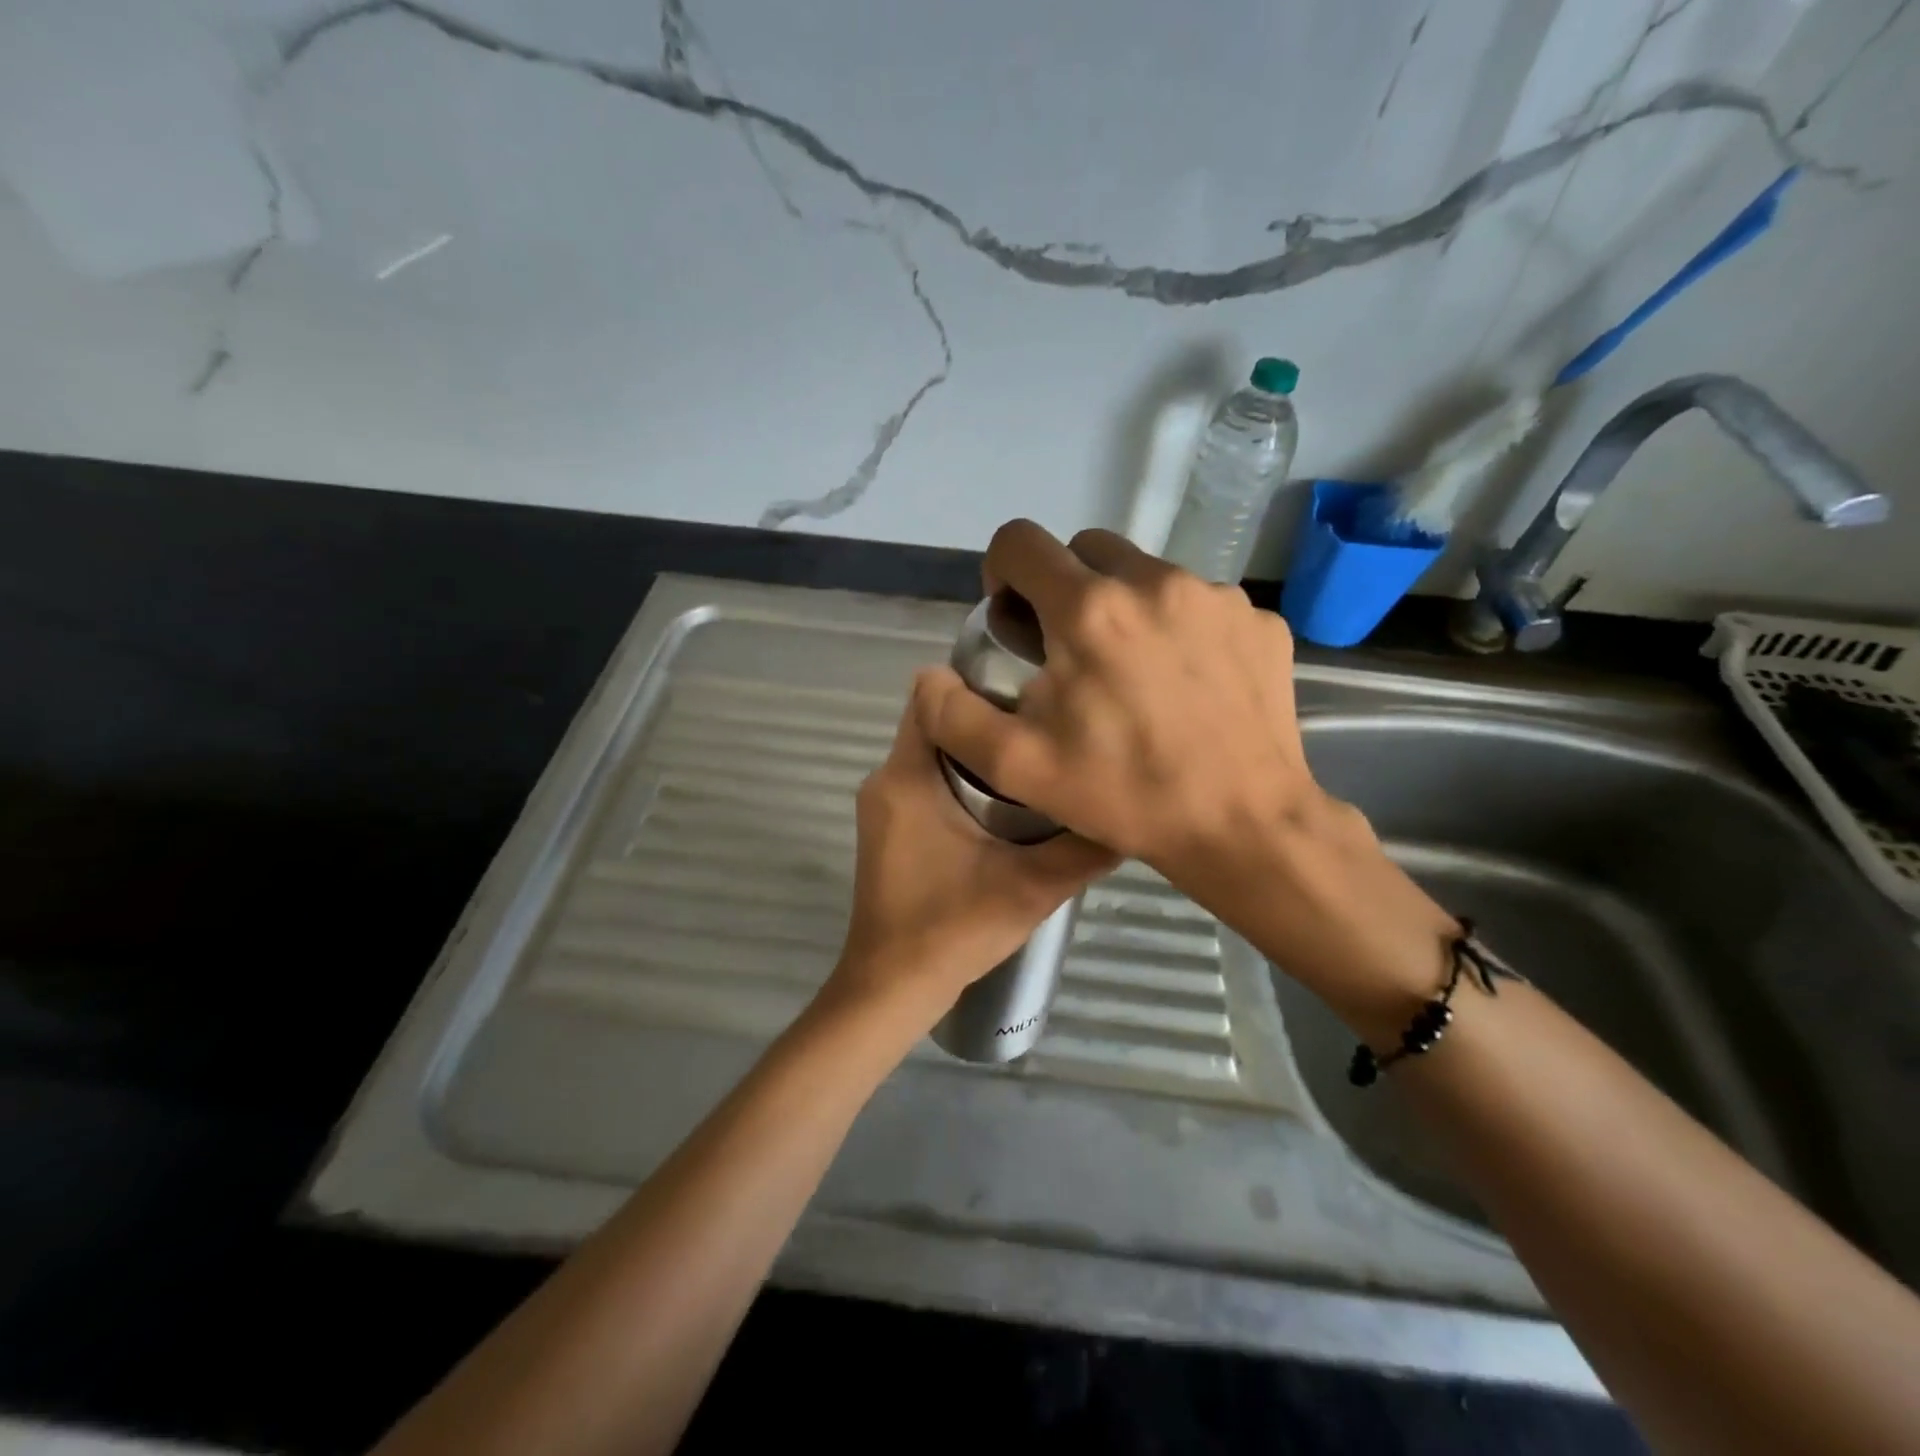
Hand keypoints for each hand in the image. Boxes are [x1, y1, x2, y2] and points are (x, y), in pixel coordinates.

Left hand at [823, 676, 1117, 1027]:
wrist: (892, 988)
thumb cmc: (951, 929)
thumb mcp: (1031, 887)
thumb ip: (1083, 848)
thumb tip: (1130, 812)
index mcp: (907, 776)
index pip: (930, 695)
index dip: (977, 683)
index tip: (1028, 693)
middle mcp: (885, 779)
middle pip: (937, 724)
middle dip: (987, 723)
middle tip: (1044, 733)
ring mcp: (881, 806)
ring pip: (932, 755)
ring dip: (978, 756)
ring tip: (1034, 767)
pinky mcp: (886, 830)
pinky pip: (924, 783)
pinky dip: (959, 783)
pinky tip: (1004, 810)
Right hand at [914, 519, 1324, 889]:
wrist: (1242, 825)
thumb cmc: (1125, 794)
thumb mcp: (1018, 768)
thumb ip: (954, 716)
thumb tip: (930, 677)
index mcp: (1088, 610)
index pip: (1021, 541)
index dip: (1002, 571)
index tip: (1013, 618)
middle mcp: (1154, 582)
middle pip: (1086, 548)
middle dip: (1064, 587)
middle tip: (1069, 651)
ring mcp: (1216, 597)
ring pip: (1147, 575)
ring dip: (1124, 608)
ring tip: (1133, 674)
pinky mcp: (1258, 621)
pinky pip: (1200, 604)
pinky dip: (1179, 629)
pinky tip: (1186, 685)